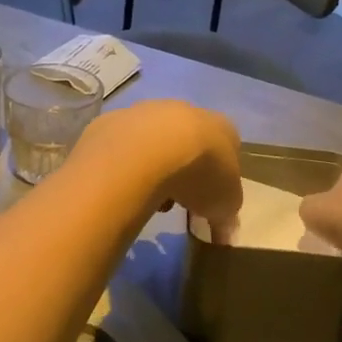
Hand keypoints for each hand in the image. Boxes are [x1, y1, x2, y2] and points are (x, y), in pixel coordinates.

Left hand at [73, 101, 242, 242]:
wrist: (146, 152)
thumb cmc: (199, 173)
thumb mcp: (225, 205)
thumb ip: (226, 216)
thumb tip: (223, 231)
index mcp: (222, 127)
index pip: (227, 148)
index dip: (219, 176)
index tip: (208, 200)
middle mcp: (187, 110)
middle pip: (189, 142)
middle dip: (184, 169)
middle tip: (178, 198)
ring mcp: (148, 111)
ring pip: (154, 141)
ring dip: (154, 166)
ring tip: (147, 197)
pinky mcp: (114, 119)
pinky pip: (123, 146)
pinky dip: (125, 164)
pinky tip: (123, 185)